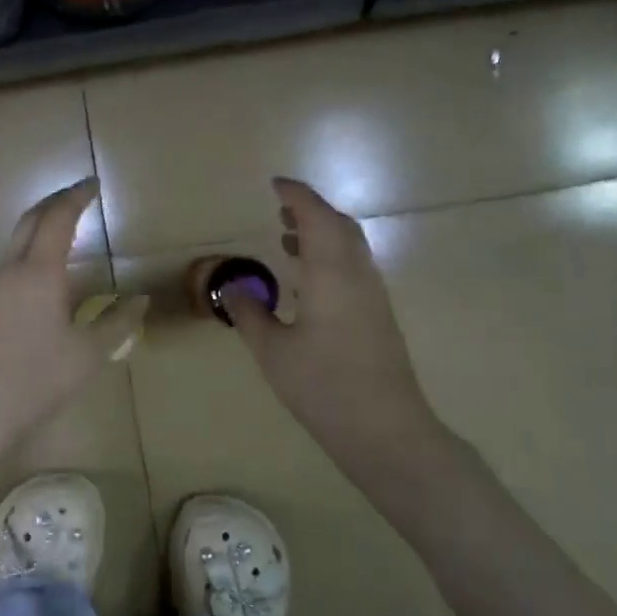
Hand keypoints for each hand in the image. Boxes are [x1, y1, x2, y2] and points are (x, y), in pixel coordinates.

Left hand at [0, 178, 146, 447]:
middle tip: (78, 197)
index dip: (76, 197)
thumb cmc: (37, 379)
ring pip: (16, 243)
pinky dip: (29, 255)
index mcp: (39, 272)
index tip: (93, 184)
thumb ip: (118, 322)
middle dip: (54, 202)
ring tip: (66, 234)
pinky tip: (44, 279)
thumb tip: (141, 300)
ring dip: (40, 229)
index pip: (58, 218)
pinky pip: (8, 265)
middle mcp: (10, 268)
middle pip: (30, 220)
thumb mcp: (88, 354)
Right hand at [223, 179, 442, 464]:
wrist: (386, 431)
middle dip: (311, 211)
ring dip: (322, 232)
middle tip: (281, 209)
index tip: (275, 184)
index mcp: (330, 273)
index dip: (297, 196)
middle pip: (339, 225)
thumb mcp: (272, 350)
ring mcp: (373, 295)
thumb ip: (249, 312)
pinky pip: (354, 267)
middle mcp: (356, 275)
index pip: (316, 217)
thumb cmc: (323, 386)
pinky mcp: (379, 316)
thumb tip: (230, 286)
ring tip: (288, 239)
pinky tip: (308, 280)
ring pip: (350, 246)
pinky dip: (331, 256)